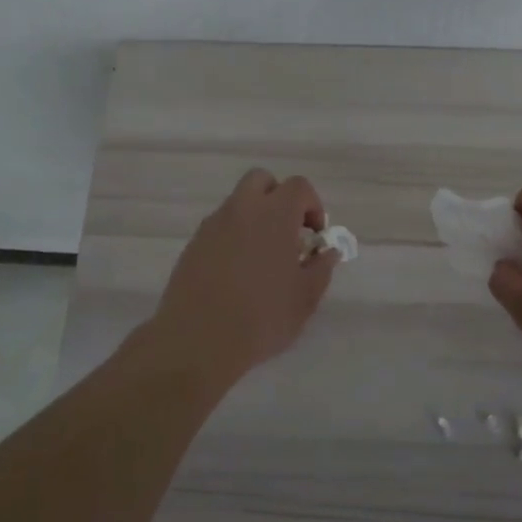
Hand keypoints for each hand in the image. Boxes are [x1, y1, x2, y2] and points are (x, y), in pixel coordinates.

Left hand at [143, 168, 338, 389]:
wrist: (198, 340)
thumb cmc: (262, 317)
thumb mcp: (305, 298)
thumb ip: (321, 268)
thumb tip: (327, 251)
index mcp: (274, 215)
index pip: (298, 186)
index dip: (312, 205)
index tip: (315, 235)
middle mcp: (241, 210)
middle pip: (261, 180)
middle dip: (279, 198)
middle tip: (288, 234)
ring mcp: (212, 226)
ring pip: (238, 203)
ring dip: (255, 218)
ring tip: (263, 258)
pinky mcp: (193, 245)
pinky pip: (219, 227)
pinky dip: (234, 236)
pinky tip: (238, 272)